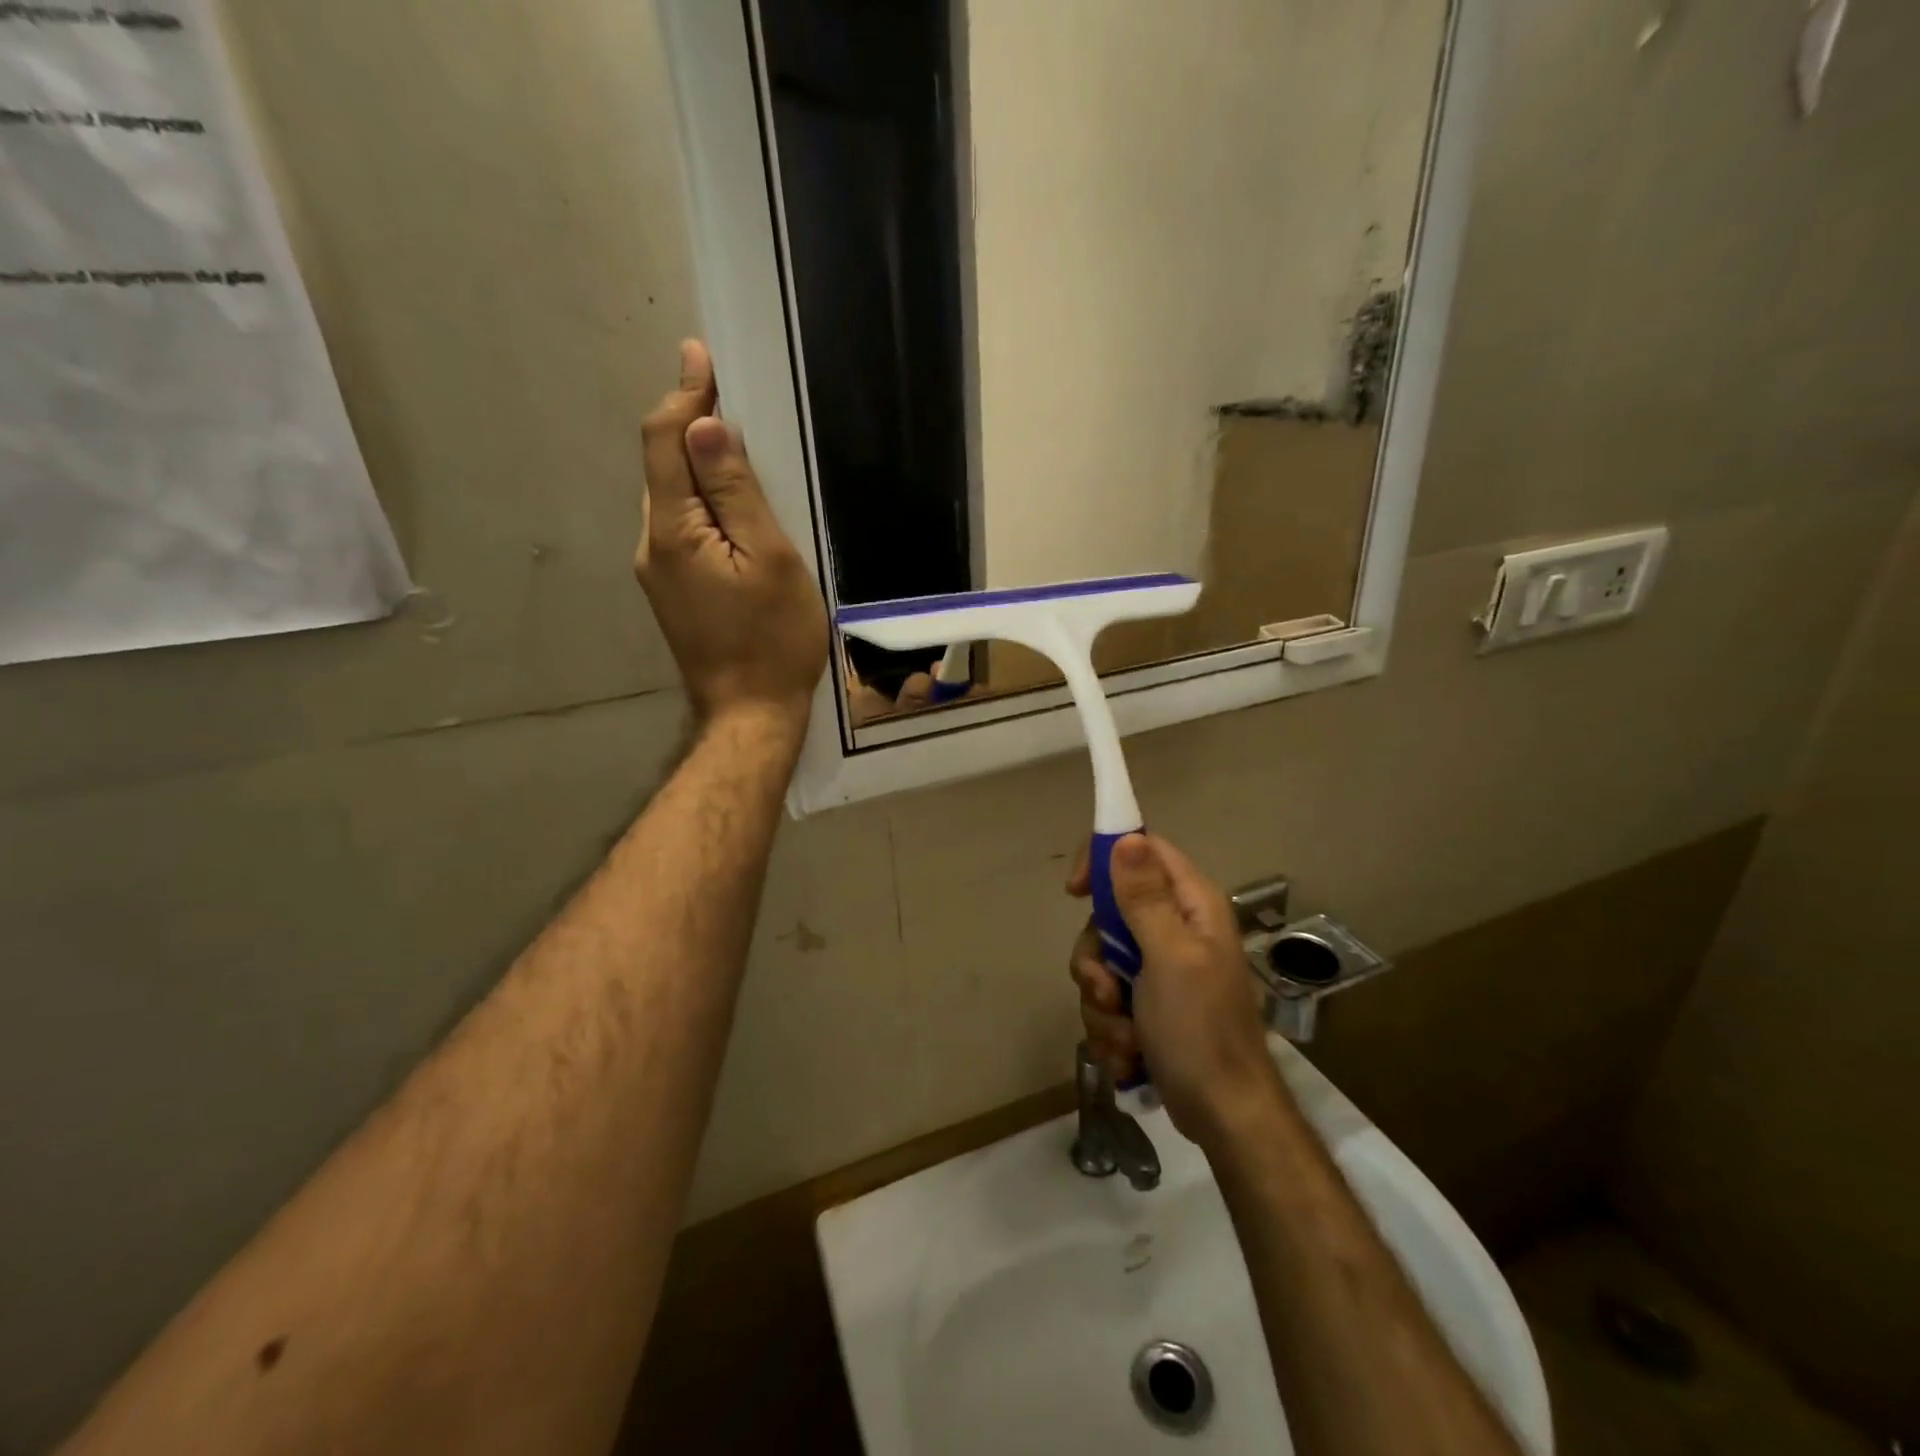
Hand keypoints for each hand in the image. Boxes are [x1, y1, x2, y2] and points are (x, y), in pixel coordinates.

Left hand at [636, 340, 828, 731]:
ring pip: (673, 501)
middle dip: (690, 426)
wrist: (751, 714)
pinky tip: (732, 510)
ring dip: (698, 468)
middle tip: (732, 396)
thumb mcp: (768, 558)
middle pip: (663, 468)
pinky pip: (682, 532)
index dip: (683, 394)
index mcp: (672, 530)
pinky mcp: (672, 594)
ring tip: (738, 447)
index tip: (702, 355)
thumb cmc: (773, 638)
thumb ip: (735, 492)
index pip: (665, 442)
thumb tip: (703, 424)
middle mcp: (651, 545)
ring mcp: (657, 574)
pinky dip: (703, 506)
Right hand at [1067, 834, 1282, 1146]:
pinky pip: (1107, 998)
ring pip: (1102, 962)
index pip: (1143, 850)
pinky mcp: (1149, 1003)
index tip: (1074, 892)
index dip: (1103, 860)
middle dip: (1096, 960)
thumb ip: (1145, 898)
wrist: (1224, 1116)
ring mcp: (1161, 968)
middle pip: (1109, 914)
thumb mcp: (1170, 958)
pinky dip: (1110, 1028)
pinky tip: (1129, 1055)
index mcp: (1192, 905)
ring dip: (1101, 1004)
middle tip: (1107, 992)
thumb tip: (1126, 837)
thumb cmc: (1201, 1030)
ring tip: (1126, 1039)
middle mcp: (1176, 928)